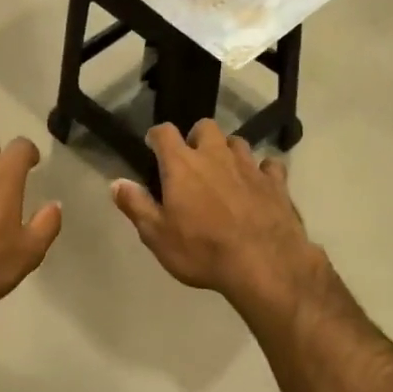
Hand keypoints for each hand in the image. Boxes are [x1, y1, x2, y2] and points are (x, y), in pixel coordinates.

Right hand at [111, 122, 326, 317]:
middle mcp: (216, 155)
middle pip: (206, 127)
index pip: (164, 133)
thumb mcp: (157, 235)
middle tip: (192, 160)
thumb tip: (116, 182)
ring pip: (237, 142)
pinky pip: (268, 165)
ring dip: (228, 152)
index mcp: (182, 165)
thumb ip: (136, 205)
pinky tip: (258, 186)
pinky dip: (261, 171)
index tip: (152, 147)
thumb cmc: (202, 251)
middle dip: (196, 137)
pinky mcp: (276, 182)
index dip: (156, 136)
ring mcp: (249, 166)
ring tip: (224, 173)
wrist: (264, 264)